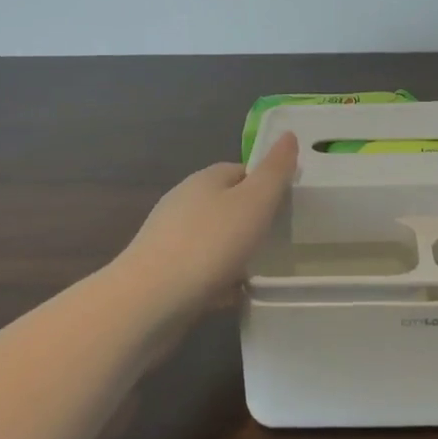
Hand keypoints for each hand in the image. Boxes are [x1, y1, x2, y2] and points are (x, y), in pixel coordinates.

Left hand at [118, 132, 299, 309]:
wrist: (148, 303)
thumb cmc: (208, 244)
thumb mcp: (254, 202)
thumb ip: (275, 171)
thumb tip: (289, 135)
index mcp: (204, 180)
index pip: (240, 170)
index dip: (266, 183)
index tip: (288, 204)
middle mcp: (183, 203)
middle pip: (226, 204)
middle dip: (251, 219)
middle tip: (281, 238)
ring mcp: (169, 239)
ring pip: (213, 239)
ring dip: (235, 251)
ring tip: (263, 269)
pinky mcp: (162, 274)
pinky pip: (201, 270)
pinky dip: (219, 279)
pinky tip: (235, 295)